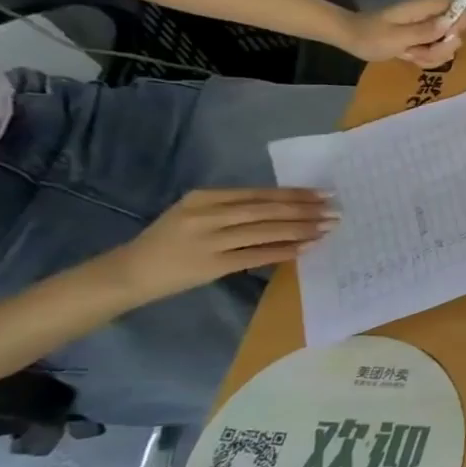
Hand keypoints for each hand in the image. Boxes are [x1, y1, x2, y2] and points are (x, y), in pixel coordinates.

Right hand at [100, 189, 337, 301]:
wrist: (129, 272)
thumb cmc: (170, 241)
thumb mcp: (197, 215)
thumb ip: (234, 209)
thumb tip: (287, 208)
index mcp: (204, 197)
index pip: (259, 193)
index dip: (295, 193)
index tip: (324, 193)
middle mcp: (206, 215)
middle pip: (267, 210)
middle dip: (305, 209)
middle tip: (335, 209)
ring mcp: (209, 240)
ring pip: (266, 231)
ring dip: (302, 229)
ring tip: (328, 227)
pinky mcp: (212, 265)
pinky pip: (257, 255)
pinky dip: (285, 250)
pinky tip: (308, 247)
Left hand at [344, 0, 465, 67]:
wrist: (350, 39)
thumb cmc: (370, 36)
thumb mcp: (397, 37)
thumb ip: (424, 31)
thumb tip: (450, 23)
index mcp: (423, 9)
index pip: (456, 5)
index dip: (460, 22)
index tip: (448, 37)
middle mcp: (428, 18)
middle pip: (455, 31)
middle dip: (443, 47)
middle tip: (421, 50)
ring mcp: (426, 30)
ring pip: (446, 46)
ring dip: (433, 56)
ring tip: (410, 54)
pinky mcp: (422, 41)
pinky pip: (436, 53)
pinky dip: (426, 59)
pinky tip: (409, 57)